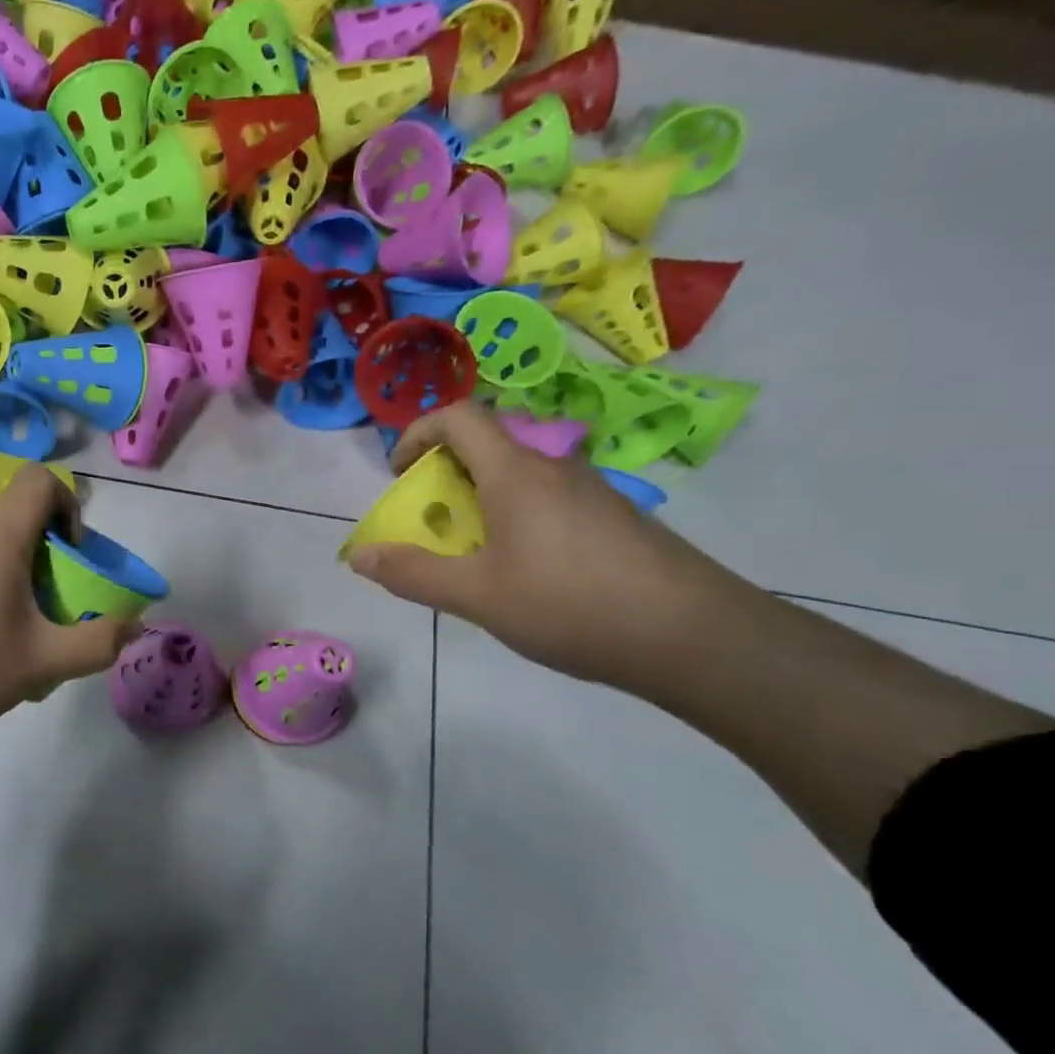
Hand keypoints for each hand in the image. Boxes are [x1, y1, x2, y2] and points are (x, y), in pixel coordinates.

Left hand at [0, 466, 140, 757]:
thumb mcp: (39, 664)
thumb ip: (96, 643)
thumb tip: (134, 625)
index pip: (40, 481)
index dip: (70, 506)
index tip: (73, 557)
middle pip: (22, 519)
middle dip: (53, 556)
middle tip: (56, 610)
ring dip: (22, 578)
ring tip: (21, 636)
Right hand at [345, 402, 749, 687]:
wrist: (695, 637)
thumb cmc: (571, 605)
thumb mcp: (475, 596)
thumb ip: (412, 573)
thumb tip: (359, 556)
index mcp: (516, 472)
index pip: (459, 416)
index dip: (417, 433)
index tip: (400, 476)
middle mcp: (554, 468)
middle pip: (486, 447)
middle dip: (443, 478)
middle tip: (431, 527)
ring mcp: (590, 492)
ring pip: (518, 478)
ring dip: (480, 503)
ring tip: (473, 559)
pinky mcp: (613, 519)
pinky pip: (547, 501)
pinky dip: (515, 520)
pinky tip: (525, 576)